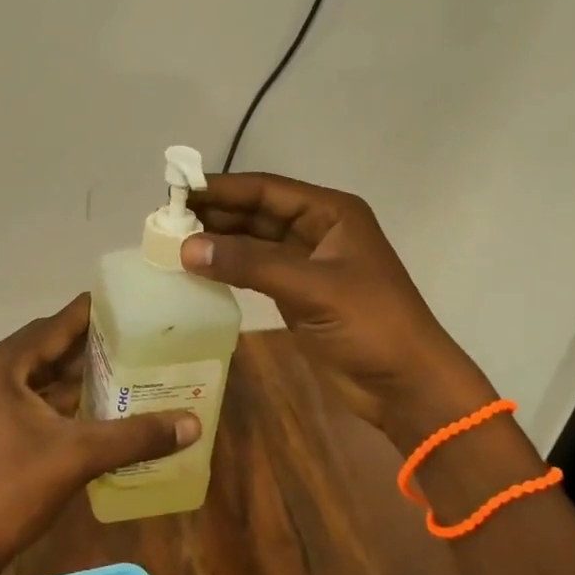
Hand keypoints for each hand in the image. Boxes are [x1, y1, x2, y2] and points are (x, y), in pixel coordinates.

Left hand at [0, 295, 200, 564]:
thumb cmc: (13, 491)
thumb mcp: (79, 456)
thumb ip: (135, 436)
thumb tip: (192, 424)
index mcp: (1, 366)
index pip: (55, 325)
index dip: (91, 313)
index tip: (126, 302)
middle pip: (44, 345)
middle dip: (86, 342)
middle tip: (130, 336)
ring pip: (35, 371)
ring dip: (71, 370)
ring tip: (118, 365)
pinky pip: (26, 394)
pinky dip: (55, 395)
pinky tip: (88, 402)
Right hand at [178, 172, 495, 450]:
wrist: (407, 386)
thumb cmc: (370, 324)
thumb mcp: (311, 287)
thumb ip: (249, 263)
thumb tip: (186, 247)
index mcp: (330, 212)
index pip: (266, 189)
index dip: (223, 188)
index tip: (178, 190)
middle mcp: (317, 229)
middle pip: (257, 212)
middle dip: (215, 213)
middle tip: (167, 218)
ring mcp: (306, 261)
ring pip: (253, 240)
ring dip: (218, 240)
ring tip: (173, 240)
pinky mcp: (297, 292)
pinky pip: (255, 269)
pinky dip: (228, 267)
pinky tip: (198, 268)